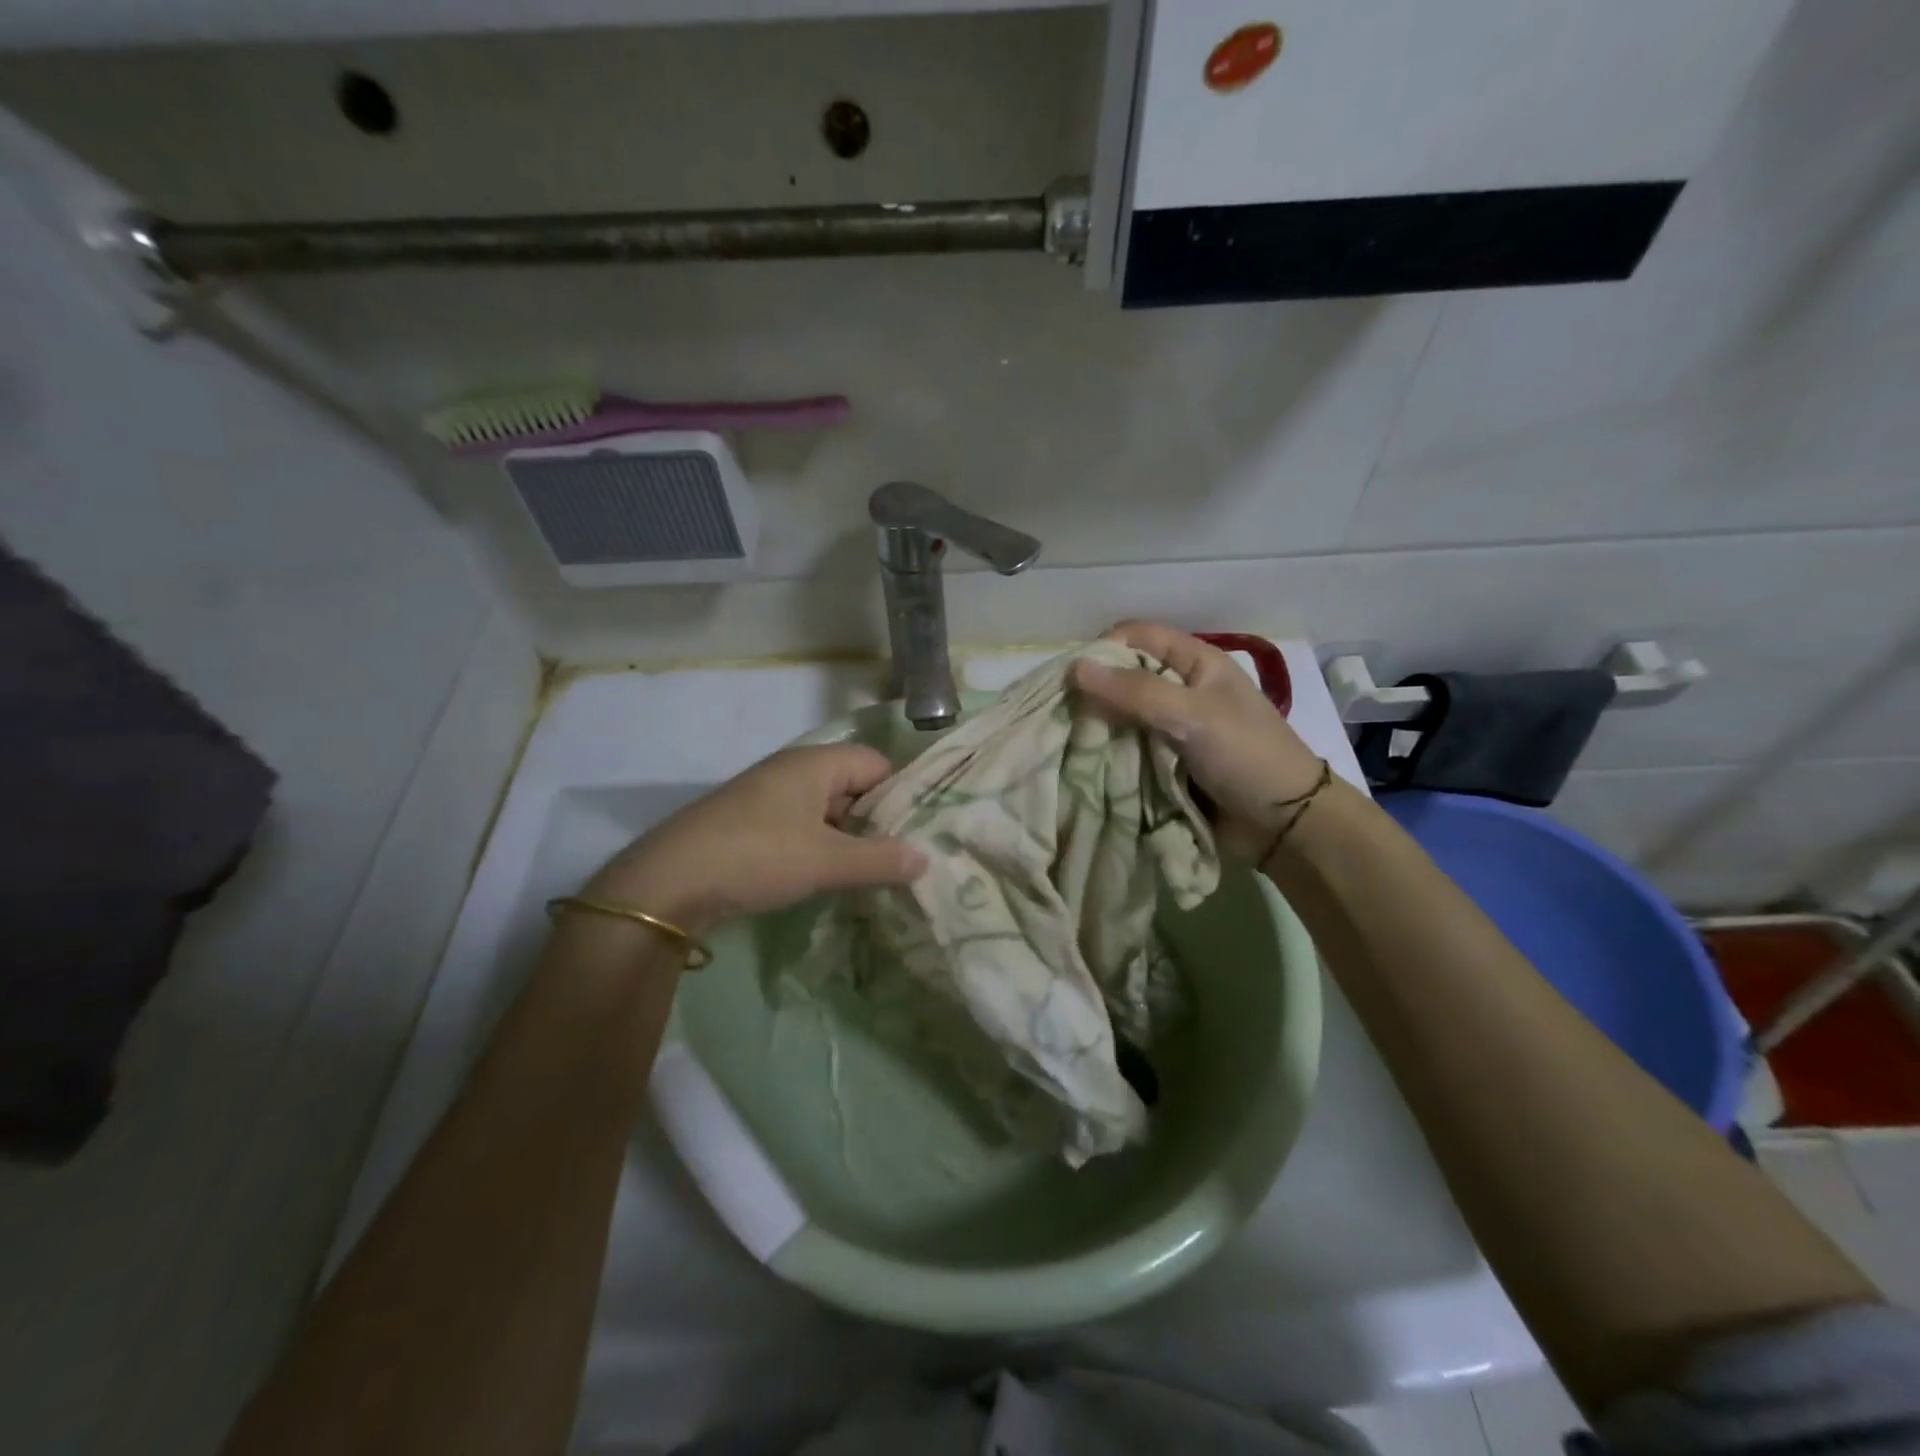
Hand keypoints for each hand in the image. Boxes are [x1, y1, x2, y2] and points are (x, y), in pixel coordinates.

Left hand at [582, 745, 925, 932]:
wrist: (667, 884)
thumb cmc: (758, 856)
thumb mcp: (827, 861)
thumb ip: (880, 859)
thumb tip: (924, 858)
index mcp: (814, 763)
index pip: (876, 763)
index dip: (900, 794)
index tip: (919, 832)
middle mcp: (791, 771)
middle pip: (852, 786)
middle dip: (877, 821)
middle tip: (901, 859)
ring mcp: (766, 797)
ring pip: (826, 811)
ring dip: (847, 839)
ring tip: (871, 874)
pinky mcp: (748, 825)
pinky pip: (800, 828)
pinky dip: (818, 848)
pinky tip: (826, 878)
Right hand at [1071, 621, 1324, 859]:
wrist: (1283, 824)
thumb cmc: (1245, 755)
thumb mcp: (1191, 715)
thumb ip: (1134, 692)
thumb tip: (1075, 667)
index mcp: (1196, 663)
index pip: (1139, 636)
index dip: (1105, 647)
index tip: (1071, 676)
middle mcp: (1181, 689)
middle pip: (1126, 675)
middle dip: (1095, 690)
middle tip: (1061, 710)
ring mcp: (1173, 727)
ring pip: (1123, 714)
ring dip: (1098, 724)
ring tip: (1064, 737)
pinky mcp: (1166, 761)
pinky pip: (1128, 747)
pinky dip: (1108, 751)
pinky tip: (1084, 759)